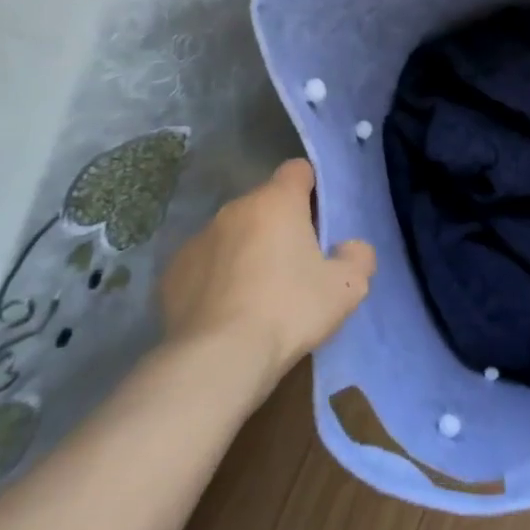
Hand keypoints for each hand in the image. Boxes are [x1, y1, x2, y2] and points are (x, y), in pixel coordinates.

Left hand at [158, 159, 374, 367]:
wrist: (218, 359)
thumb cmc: (290, 310)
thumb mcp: (348, 287)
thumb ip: (358, 256)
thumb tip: (347, 248)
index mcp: (276, 201)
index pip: (298, 170)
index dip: (313, 189)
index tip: (321, 221)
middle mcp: (233, 210)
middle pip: (265, 204)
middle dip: (280, 226)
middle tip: (297, 265)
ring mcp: (197, 240)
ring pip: (233, 234)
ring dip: (247, 250)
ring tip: (259, 294)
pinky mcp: (171, 274)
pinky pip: (205, 265)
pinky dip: (217, 279)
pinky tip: (227, 312)